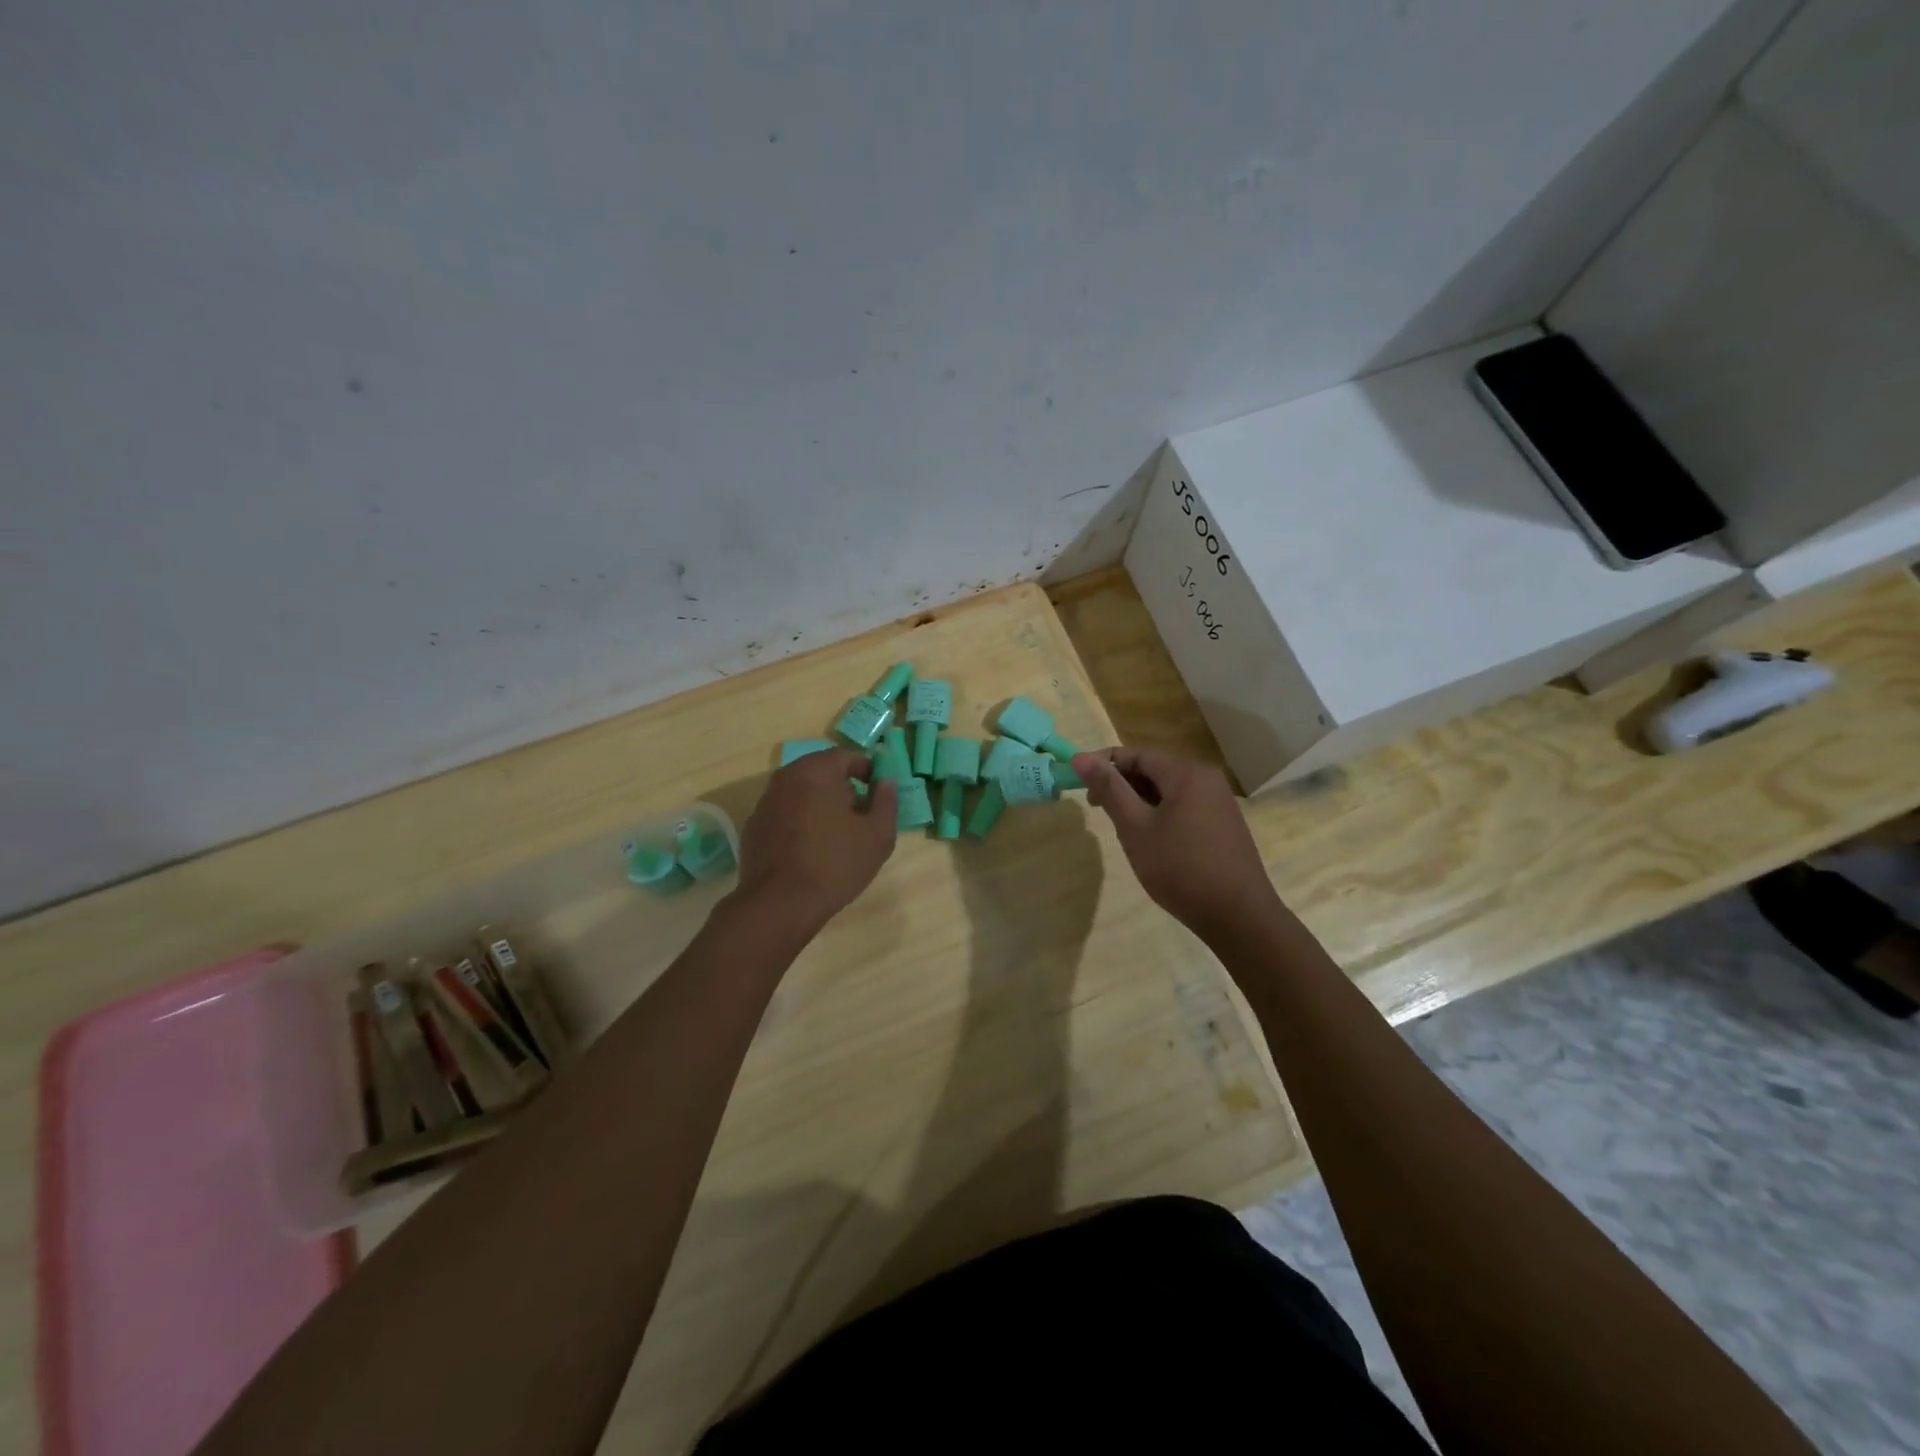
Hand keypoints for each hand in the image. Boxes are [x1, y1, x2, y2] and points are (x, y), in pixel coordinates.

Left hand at [731, 749, 896, 934]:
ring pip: (800, 791)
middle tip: (859, 813)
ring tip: (835, 834)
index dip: (866, 770)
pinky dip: (799, 820)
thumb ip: (886, 801)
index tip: (877, 792)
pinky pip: (784, 812)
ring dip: (819, 803)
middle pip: (820, 771)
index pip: (845, 756)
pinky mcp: (754, 826)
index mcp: (816, 772)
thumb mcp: (877, 835)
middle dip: (842, 786)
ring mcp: (765, 802)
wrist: (779, 904)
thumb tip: (886, 781)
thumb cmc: (835, 864)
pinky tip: (809, 848)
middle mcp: (785, 778)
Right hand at [1071, 748, 1277, 935]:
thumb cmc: (1180, 868)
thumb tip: (1079, 757)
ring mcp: (1219, 801)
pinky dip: (1160, 813)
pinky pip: (1184, 805)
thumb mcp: (1136, 828)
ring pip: (1168, 789)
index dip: (1102, 764)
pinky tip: (1150, 839)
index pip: (1135, 754)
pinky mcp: (1223, 823)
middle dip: (1121, 783)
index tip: (1077, 783)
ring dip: (1139, 800)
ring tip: (1120, 826)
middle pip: (1153, 768)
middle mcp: (1206, 778)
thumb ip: (1109, 789)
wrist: (1238, 916)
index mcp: (1186, 772)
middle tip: (1096, 808)